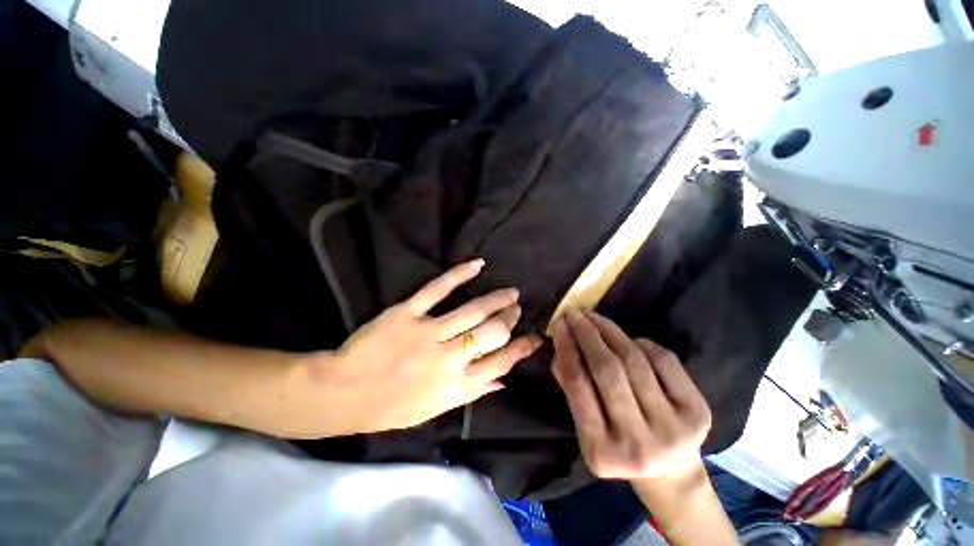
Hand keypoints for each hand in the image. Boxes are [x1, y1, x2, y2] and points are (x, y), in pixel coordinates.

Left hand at [320, 259, 541, 433]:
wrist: (344, 393)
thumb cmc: (392, 407)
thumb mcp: (435, 410)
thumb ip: (471, 394)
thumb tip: (502, 382)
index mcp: (456, 386)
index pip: (501, 363)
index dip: (522, 349)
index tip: (535, 337)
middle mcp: (448, 358)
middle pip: (492, 333)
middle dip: (509, 319)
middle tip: (516, 309)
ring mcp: (428, 333)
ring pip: (472, 311)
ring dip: (496, 299)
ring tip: (510, 292)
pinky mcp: (407, 313)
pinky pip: (437, 290)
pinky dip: (460, 274)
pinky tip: (478, 264)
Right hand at [551, 310, 711, 486]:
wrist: (671, 472)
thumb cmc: (618, 447)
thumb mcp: (586, 428)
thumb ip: (570, 387)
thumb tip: (560, 345)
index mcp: (603, 452)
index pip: (578, 386)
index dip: (567, 348)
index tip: (559, 324)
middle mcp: (639, 444)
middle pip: (608, 371)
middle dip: (587, 334)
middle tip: (575, 313)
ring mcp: (673, 428)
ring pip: (635, 361)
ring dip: (610, 331)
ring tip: (594, 317)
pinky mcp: (698, 412)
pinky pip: (664, 361)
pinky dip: (642, 343)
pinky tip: (628, 339)